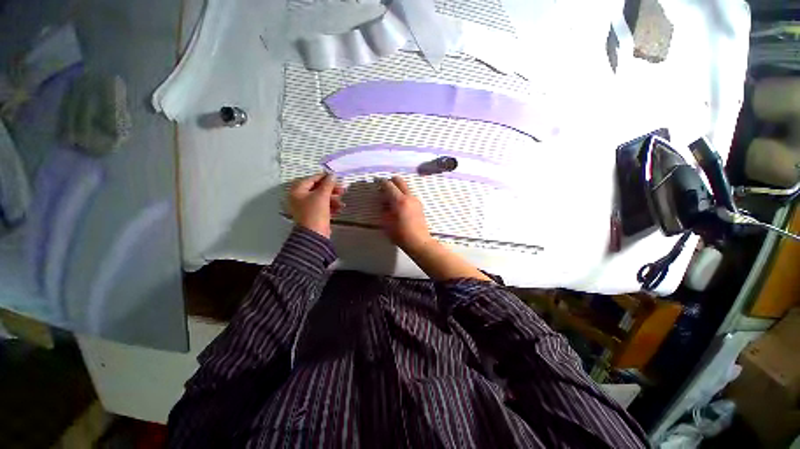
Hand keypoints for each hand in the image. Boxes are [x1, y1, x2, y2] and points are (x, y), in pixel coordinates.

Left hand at [288, 173, 344, 237]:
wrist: (314, 234)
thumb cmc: (315, 212)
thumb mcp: (322, 196)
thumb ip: (328, 184)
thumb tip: (333, 175)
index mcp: (297, 191)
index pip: (311, 179)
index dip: (324, 177)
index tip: (336, 177)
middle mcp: (300, 198)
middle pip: (317, 189)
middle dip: (331, 190)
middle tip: (342, 190)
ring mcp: (307, 207)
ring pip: (322, 198)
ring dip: (333, 199)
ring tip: (342, 202)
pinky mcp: (314, 215)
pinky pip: (323, 207)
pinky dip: (331, 206)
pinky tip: (339, 208)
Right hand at [379, 176, 431, 251]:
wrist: (419, 241)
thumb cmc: (400, 234)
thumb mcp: (386, 223)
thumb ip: (384, 209)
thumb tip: (384, 202)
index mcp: (399, 200)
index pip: (388, 185)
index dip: (381, 183)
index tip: (376, 184)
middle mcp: (409, 197)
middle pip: (399, 181)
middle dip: (391, 181)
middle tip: (384, 187)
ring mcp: (416, 200)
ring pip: (405, 187)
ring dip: (398, 189)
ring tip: (391, 199)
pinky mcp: (419, 205)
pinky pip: (409, 195)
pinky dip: (403, 195)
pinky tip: (399, 205)